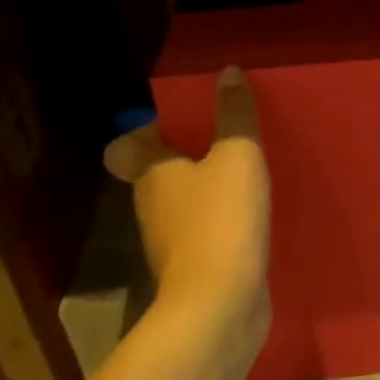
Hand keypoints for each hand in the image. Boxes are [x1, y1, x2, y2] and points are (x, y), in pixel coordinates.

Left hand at [104, 66, 270, 351]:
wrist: (219, 307)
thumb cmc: (220, 221)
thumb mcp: (237, 156)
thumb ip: (235, 114)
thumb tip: (227, 72)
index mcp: (151, 174)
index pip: (125, 146)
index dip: (145, 131)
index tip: (182, 121)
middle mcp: (152, 206)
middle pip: (158, 173)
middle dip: (188, 154)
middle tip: (228, 138)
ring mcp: (171, 242)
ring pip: (184, 203)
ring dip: (208, 189)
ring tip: (248, 172)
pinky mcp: (196, 268)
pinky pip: (205, 232)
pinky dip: (223, 221)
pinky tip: (254, 214)